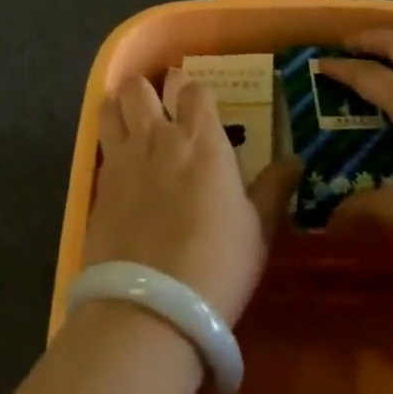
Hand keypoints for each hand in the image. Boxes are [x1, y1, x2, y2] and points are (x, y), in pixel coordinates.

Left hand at [85, 71, 301, 325]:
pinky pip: (101, 148)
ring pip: (111, 108)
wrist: (152, 305)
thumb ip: (273, 189)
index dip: (198, 95)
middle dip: (148, 90)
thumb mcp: (257, 229)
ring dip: (120, 108)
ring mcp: (122, 158)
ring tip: (130, 122)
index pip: (196, 90)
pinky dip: (109, 147)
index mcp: (200, 140)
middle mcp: (157, 137)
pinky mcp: (98, 185)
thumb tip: (295, 160)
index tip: (203, 109)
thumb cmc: (218, 262)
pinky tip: (119, 168)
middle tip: (159, 108)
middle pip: (140, 88)